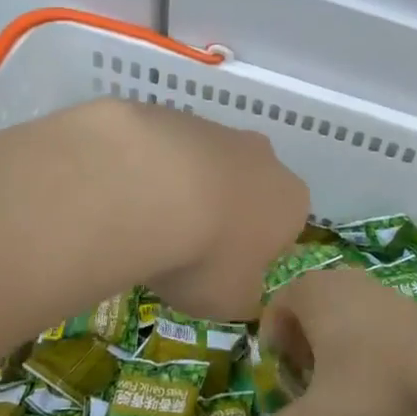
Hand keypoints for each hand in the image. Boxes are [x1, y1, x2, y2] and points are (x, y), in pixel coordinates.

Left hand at [101, 100, 309, 327]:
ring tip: (147, 224)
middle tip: (185, 247)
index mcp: (290, 201)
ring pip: (205, 166)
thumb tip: (240, 289)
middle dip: (223, 213)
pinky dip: (149, 171)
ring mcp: (216, 129)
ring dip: (184, 190)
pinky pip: (165, 150)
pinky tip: (126, 194)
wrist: (148, 188)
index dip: (255, 252)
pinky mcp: (171, 115)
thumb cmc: (205, 254)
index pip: (284, 227)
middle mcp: (263, 157)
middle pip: (247, 188)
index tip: (224, 271)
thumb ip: (243, 294)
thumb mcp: (230, 300)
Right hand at [248, 267, 416, 415]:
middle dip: (301, 343)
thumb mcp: (323, 412)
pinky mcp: (399, 296)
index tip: (284, 376)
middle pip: (305, 307)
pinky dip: (359, 337)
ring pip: (336, 309)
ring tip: (341, 379)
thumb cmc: (371, 377)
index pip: (275, 309)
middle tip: (308, 380)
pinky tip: (376, 371)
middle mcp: (336, 279)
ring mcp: (370, 283)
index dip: (273, 343)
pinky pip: (364, 313)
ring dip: (331, 341)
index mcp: (309, 292)